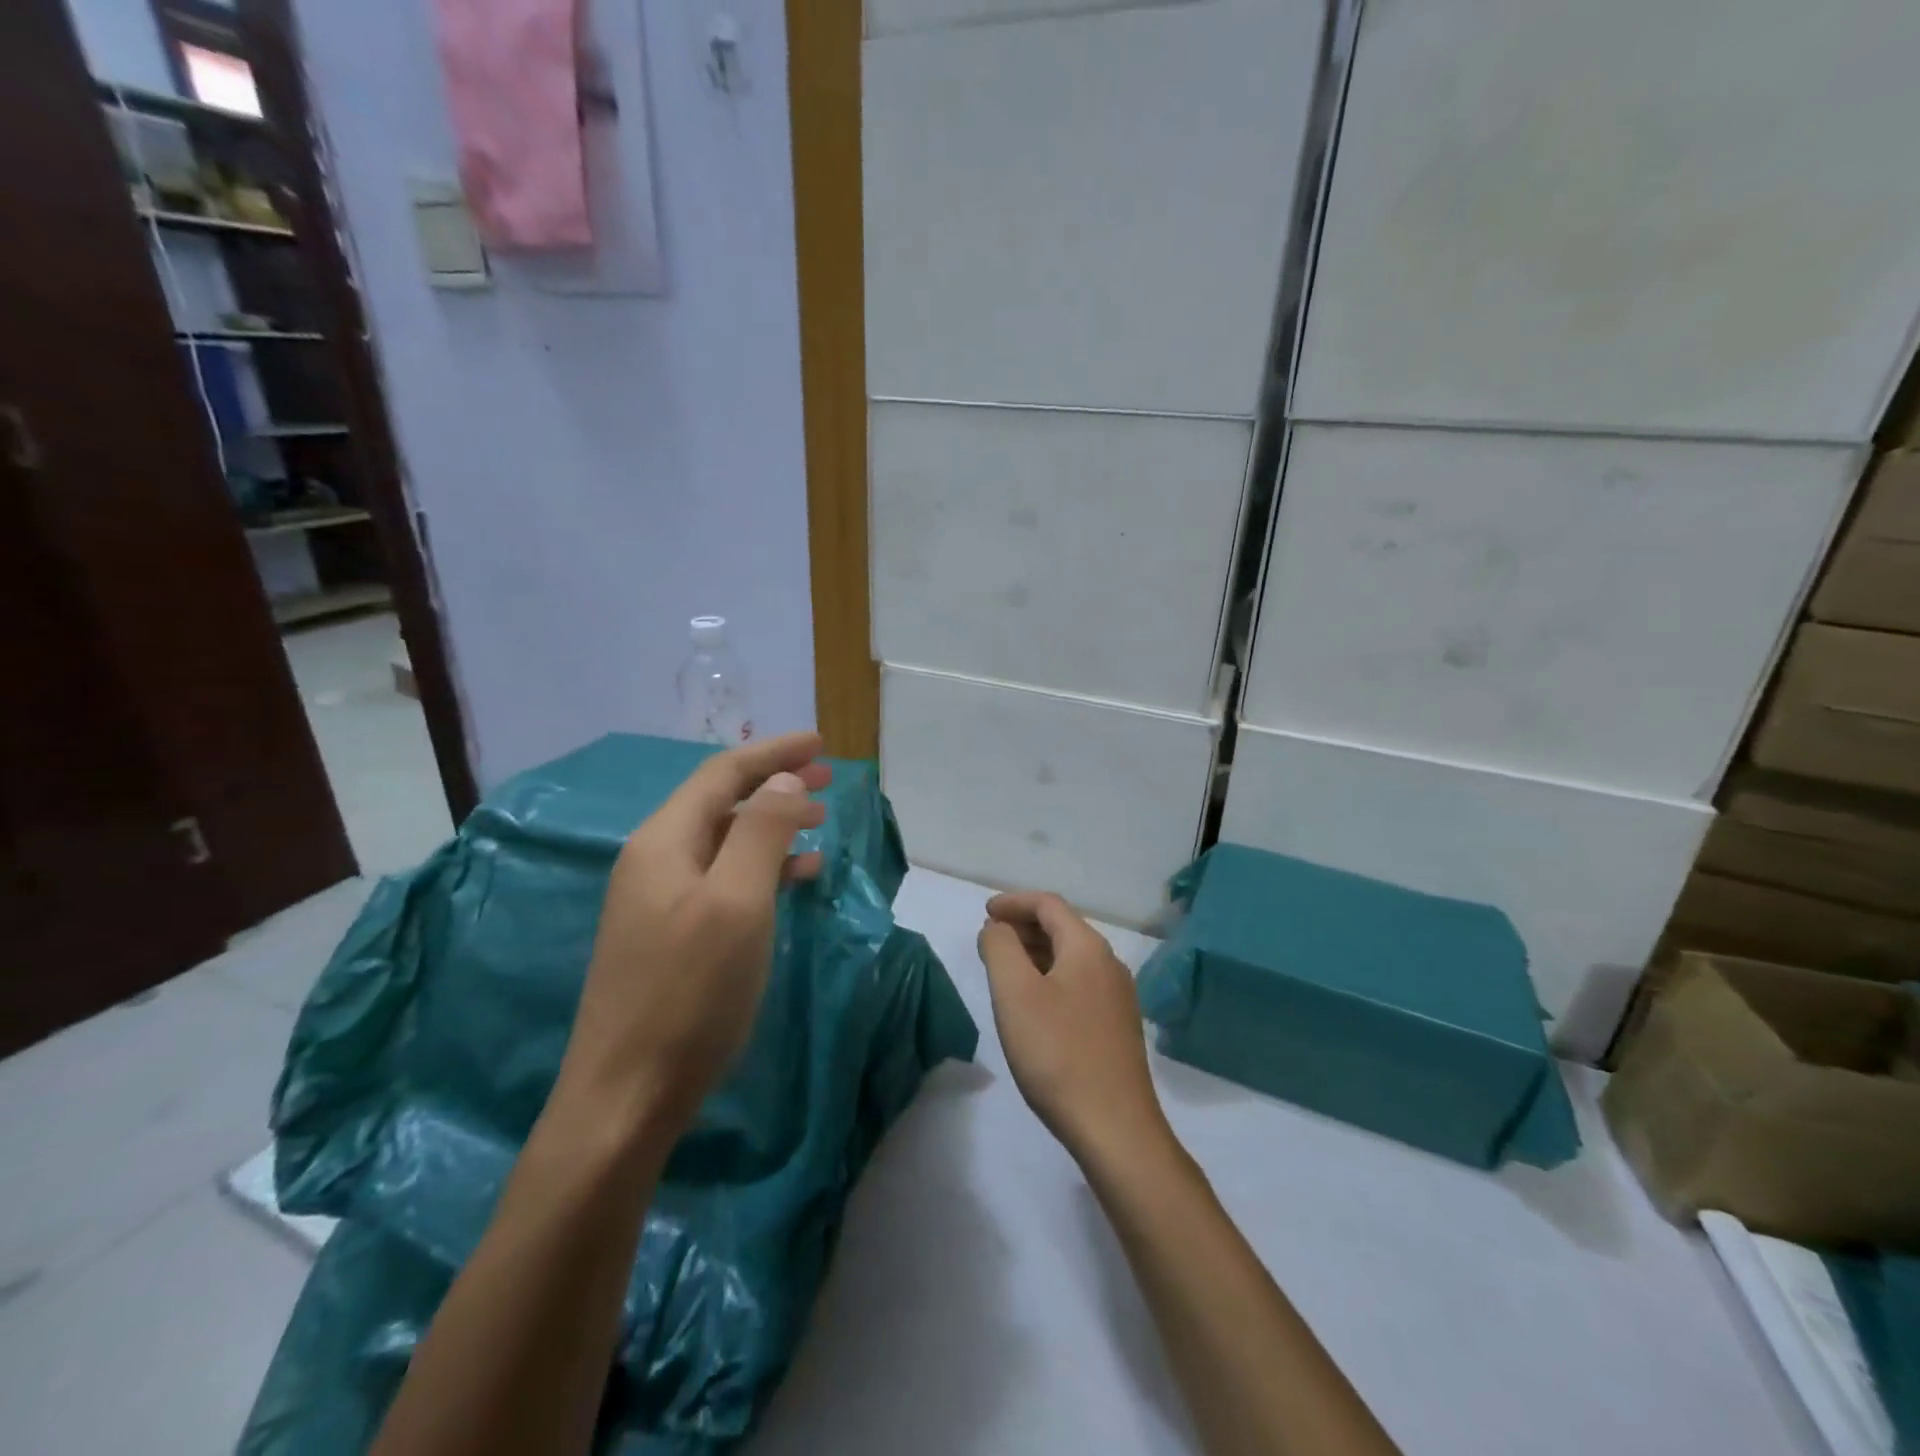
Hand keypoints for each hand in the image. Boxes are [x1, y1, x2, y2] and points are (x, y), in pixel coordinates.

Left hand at [556, 732, 831, 1135]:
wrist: (626, 1097)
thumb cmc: (689, 993)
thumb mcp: (738, 903)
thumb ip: (762, 832)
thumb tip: (785, 781)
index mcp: (664, 841)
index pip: (723, 774)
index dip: (774, 752)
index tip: (822, 743)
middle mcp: (654, 860)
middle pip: (721, 801)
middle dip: (775, 783)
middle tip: (828, 779)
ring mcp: (658, 899)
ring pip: (724, 841)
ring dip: (772, 825)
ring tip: (820, 825)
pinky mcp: (669, 934)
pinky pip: (722, 879)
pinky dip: (761, 867)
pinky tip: (794, 880)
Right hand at [978, 891, 1170, 1167]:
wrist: (1115, 1128)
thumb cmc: (1058, 1053)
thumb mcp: (1016, 994)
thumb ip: (1001, 949)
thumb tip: (997, 929)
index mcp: (1088, 948)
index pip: (1049, 904)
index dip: (1014, 902)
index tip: (985, 913)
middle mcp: (1109, 963)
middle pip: (1063, 927)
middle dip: (1023, 926)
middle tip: (990, 940)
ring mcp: (1118, 996)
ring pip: (1071, 957)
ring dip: (1036, 953)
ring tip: (1005, 969)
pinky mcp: (1117, 1026)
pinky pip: (1079, 983)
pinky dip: (1051, 977)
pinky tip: (1034, 1004)